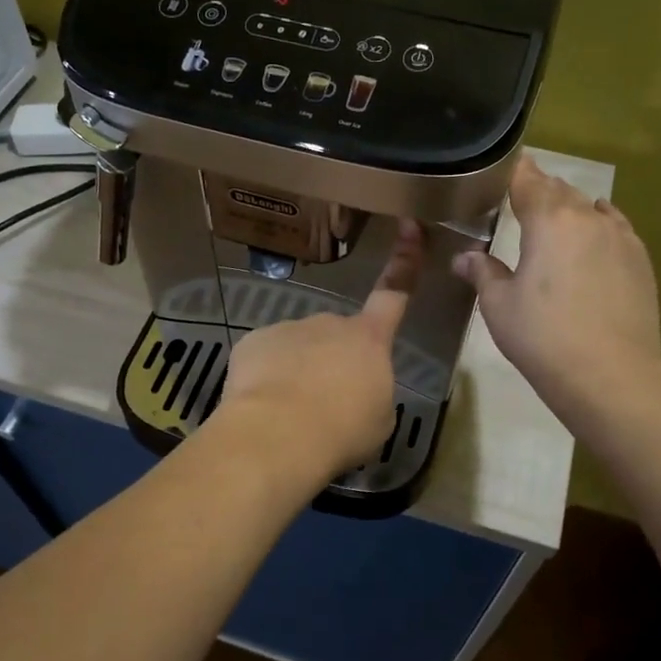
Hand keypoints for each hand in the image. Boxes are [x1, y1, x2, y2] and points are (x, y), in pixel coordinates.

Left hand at [214, 220, 423, 480]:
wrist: (278, 435)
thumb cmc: (342, 430)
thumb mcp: (379, 417)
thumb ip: (372, 390)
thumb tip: (355, 385)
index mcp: (369, 339)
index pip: (394, 292)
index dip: (404, 260)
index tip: (408, 225)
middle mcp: (328, 323)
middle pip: (336, 336)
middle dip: (332, 360)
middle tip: (325, 403)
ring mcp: (287, 329)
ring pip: (297, 348)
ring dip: (297, 371)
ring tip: (291, 412)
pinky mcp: (252, 343)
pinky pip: (264, 358)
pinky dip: (265, 377)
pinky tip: (263, 405)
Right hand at [453, 156, 660, 437]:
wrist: (611, 373)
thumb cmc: (543, 336)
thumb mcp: (499, 306)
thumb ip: (482, 272)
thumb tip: (463, 257)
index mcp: (548, 220)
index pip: (527, 181)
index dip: (514, 170)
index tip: (503, 164)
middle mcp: (587, 218)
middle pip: (560, 190)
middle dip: (539, 189)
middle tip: (520, 195)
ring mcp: (620, 237)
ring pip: (589, 208)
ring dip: (569, 207)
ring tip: (554, 217)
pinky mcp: (640, 260)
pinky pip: (615, 228)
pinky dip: (598, 225)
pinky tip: (594, 234)